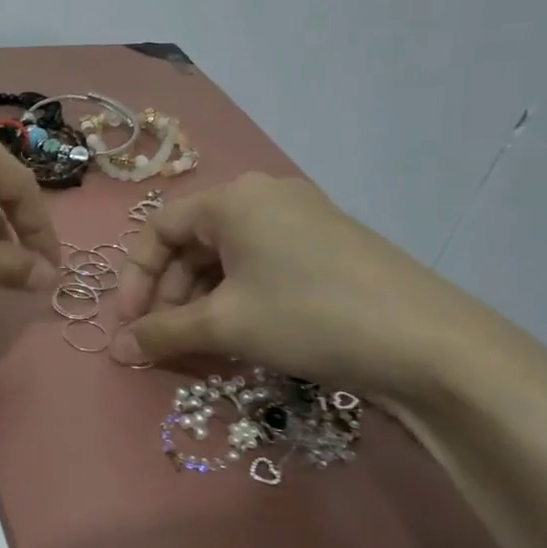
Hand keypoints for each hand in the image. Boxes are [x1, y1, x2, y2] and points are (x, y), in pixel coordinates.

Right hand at [112, 172, 546, 408]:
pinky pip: (261, 267)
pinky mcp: (327, 247)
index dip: (135, 277)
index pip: (159, 228)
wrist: (430, 344)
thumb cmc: (309, 317)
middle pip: (192, 243)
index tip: (128, 324)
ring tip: (198, 345)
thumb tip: (116, 350)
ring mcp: (302, 220)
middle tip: (162, 340)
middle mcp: (265, 197)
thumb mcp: (225, 325)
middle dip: (168, 294)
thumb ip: (162, 333)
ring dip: (201, 302)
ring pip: (227, 259)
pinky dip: (237, 299)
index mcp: (234, 199)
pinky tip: (239, 336)